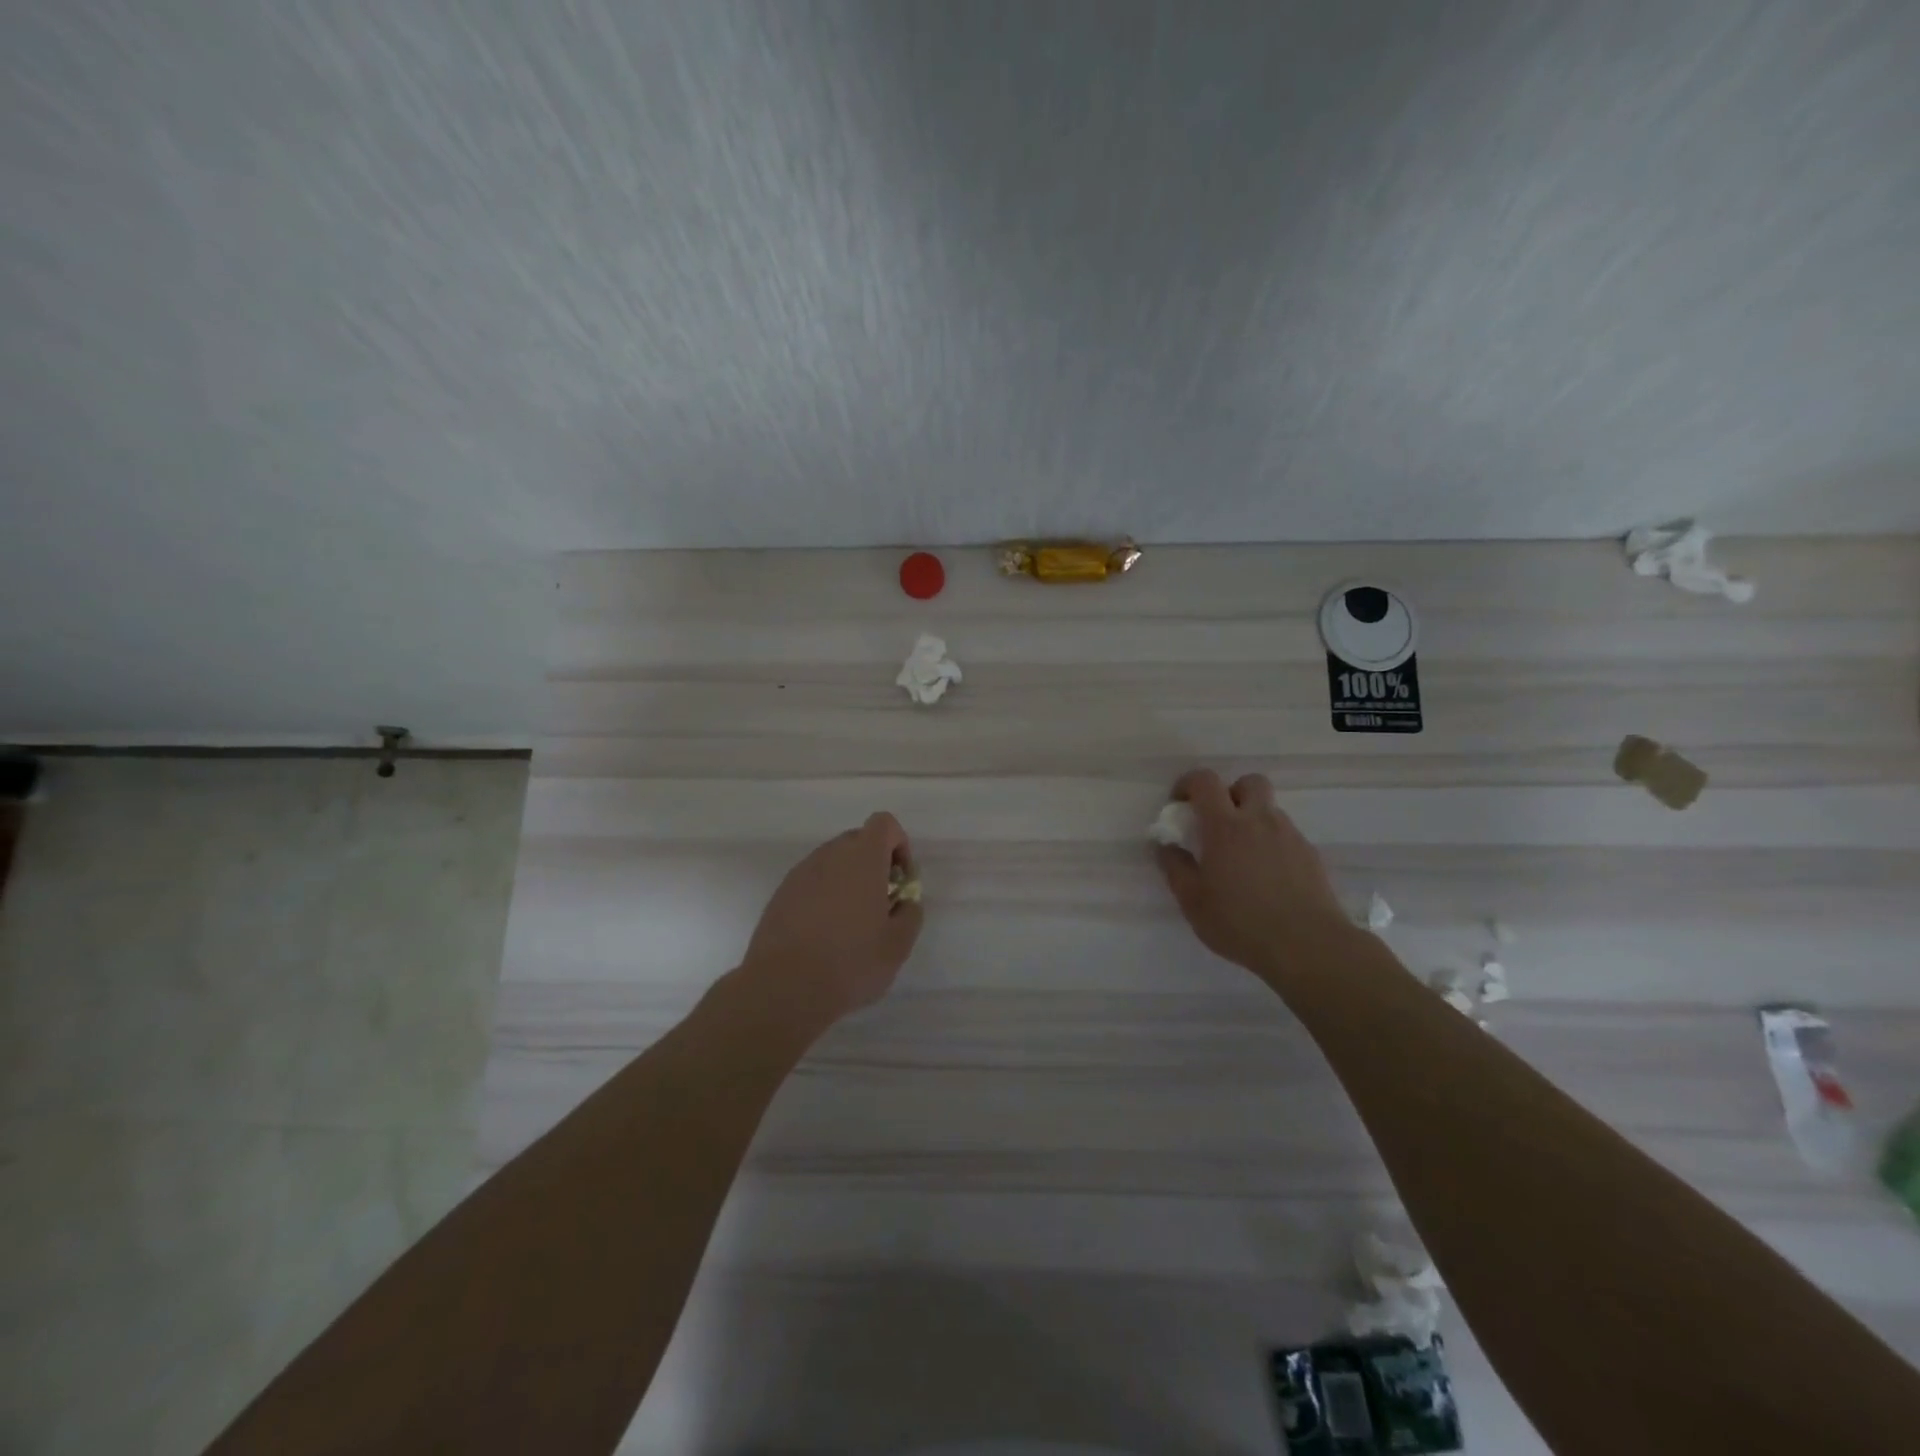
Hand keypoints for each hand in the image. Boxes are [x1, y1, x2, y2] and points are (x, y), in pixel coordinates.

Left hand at [738, 812, 922, 1028]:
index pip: (884, 823)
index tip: (900, 881)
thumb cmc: (850, 962)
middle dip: (875, 864)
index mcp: (862, 858)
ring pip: (833, 862)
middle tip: (881, 904)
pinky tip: (824, 934)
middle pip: (858, 840)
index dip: (899, 845)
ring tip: (851, 924)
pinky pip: (811, 881)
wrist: (783, 988)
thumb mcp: (898, 944)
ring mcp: (801, 873)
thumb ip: (910, 913)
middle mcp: (829, 855)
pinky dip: (824, 895)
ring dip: (848, 880)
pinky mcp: (781, 894)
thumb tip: (904, 902)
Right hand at [1154, 769, 1350, 976]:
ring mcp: (1290, 836)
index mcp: (1225, 826)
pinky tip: (1267, 878)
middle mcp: (1260, 820)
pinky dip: (1272, 845)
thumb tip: (1165, 846)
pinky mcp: (1311, 855)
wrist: (1308, 945)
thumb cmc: (1240, 922)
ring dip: (1253, 821)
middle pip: (1249, 782)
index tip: (1180, 805)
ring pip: (1270, 810)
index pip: (1205, 781)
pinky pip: (1286, 836)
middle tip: (1218, 823)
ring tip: (1242, 859)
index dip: (1188, 784)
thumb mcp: (1193, 901)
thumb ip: (1175, 868)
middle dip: (1231, 793)